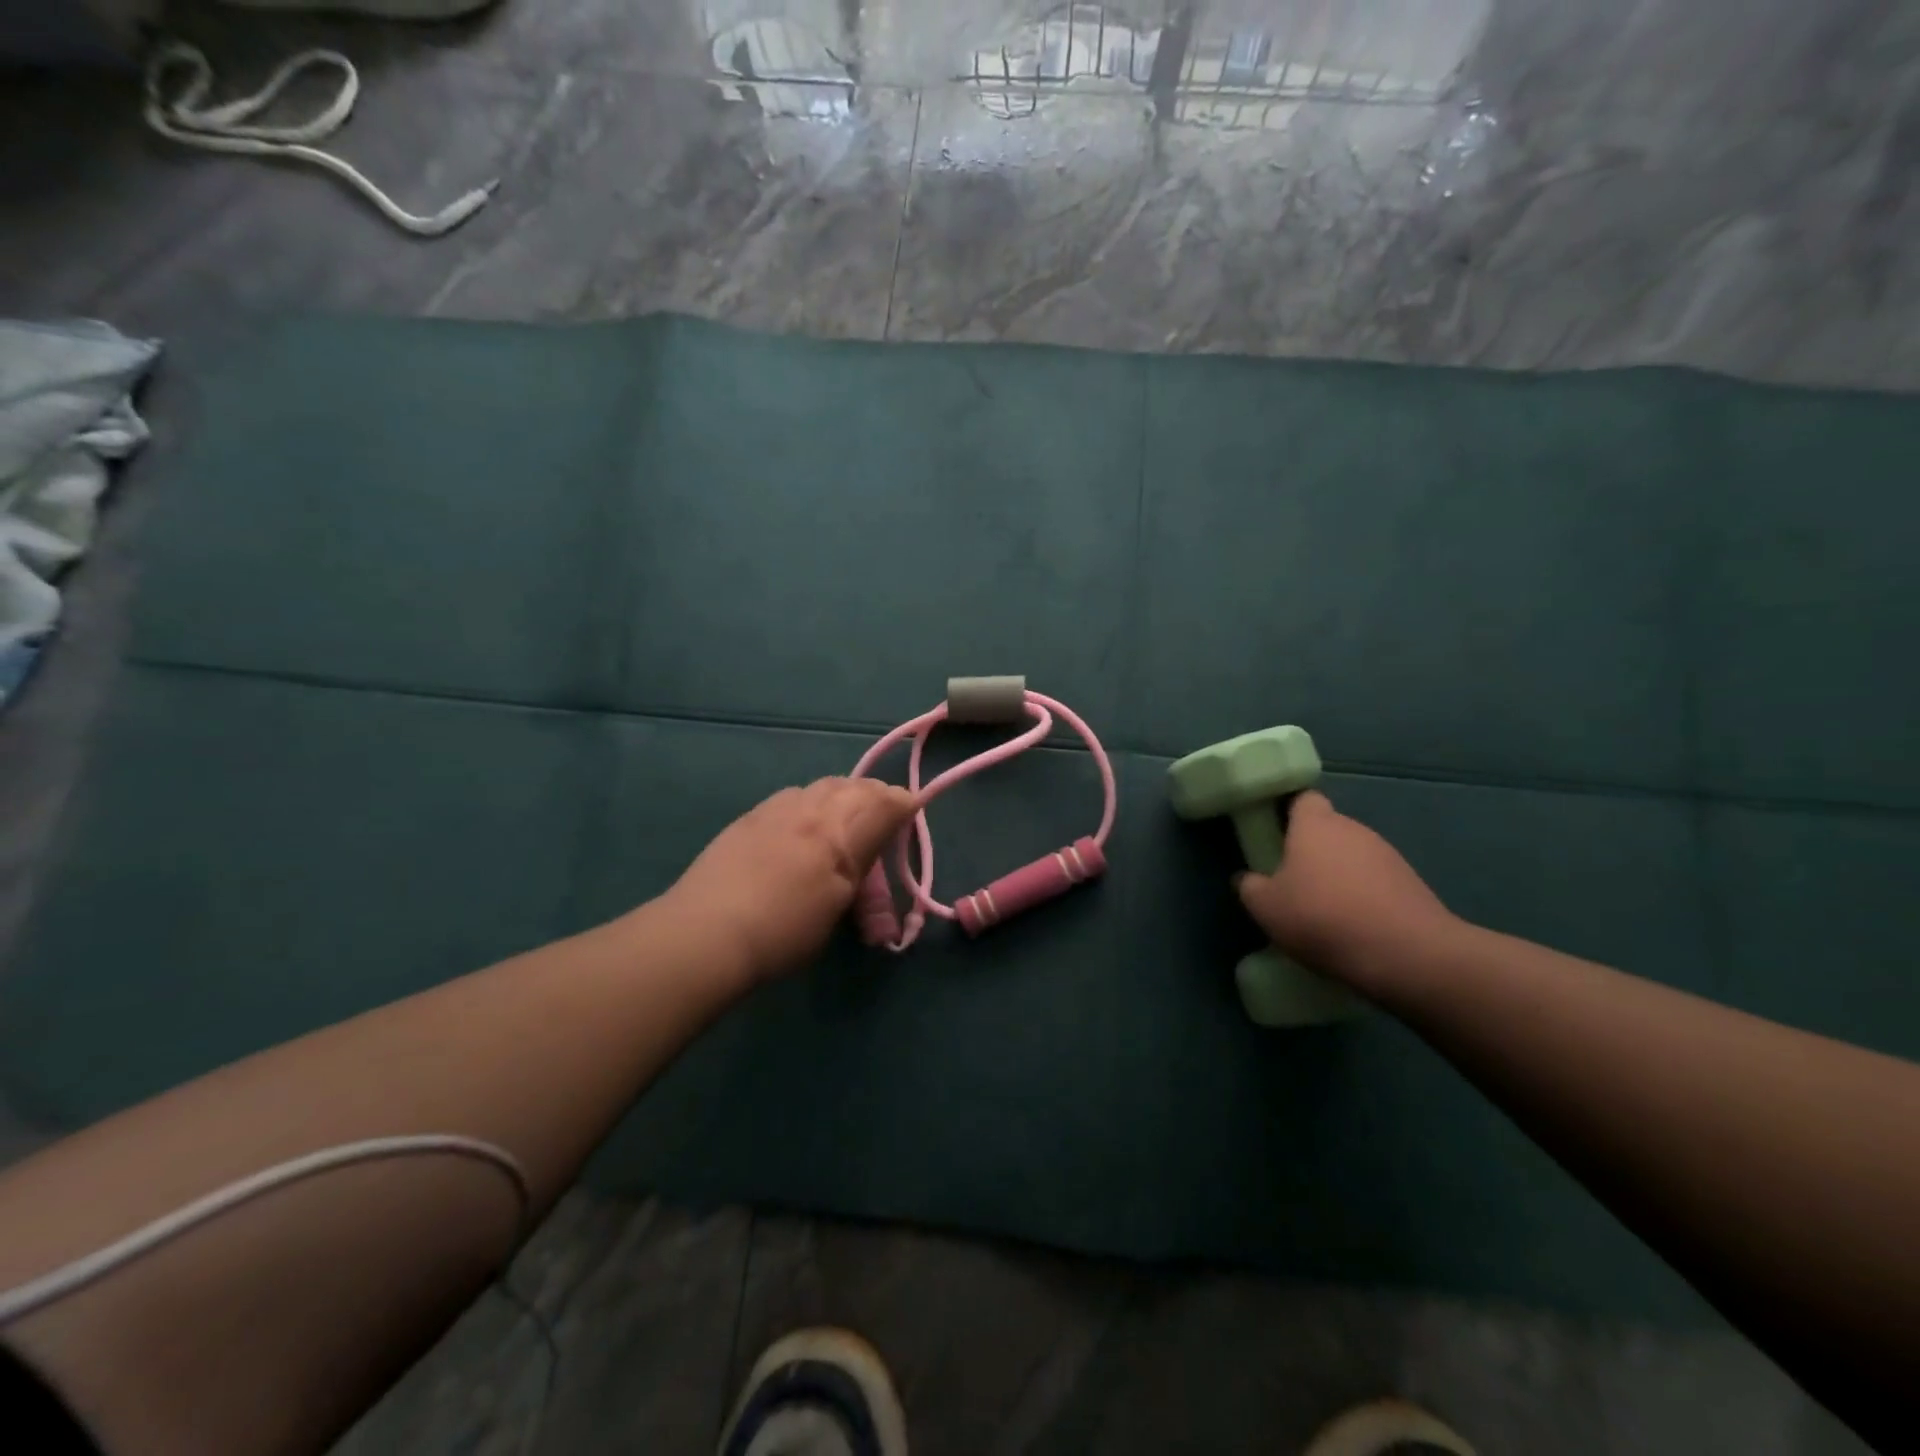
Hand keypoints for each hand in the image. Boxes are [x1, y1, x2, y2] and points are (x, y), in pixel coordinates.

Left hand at [666, 778, 915, 985]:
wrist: (705, 933)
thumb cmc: (783, 931)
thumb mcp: (837, 904)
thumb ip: (862, 869)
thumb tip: (880, 848)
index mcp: (839, 833)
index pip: (885, 802)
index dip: (904, 803)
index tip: (912, 812)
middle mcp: (811, 809)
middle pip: (855, 786)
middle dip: (876, 797)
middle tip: (884, 818)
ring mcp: (776, 809)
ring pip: (823, 786)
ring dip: (844, 796)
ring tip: (846, 819)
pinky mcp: (750, 817)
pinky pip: (794, 796)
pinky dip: (812, 803)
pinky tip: (804, 825)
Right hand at [1235, 791, 1462, 992]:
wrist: (1408, 954)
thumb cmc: (1323, 918)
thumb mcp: (1266, 908)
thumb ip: (1250, 887)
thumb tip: (1247, 879)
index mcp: (1315, 824)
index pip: (1303, 799)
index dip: (1288, 813)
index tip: (1275, 835)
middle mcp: (1354, 829)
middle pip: (1328, 829)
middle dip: (1311, 851)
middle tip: (1293, 883)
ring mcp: (1388, 855)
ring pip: (1353, 857)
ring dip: (1339, 876)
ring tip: (1325, 912)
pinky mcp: (1412, 884)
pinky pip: (1377, 882)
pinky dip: (1364, 897)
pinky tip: (1355, 927)